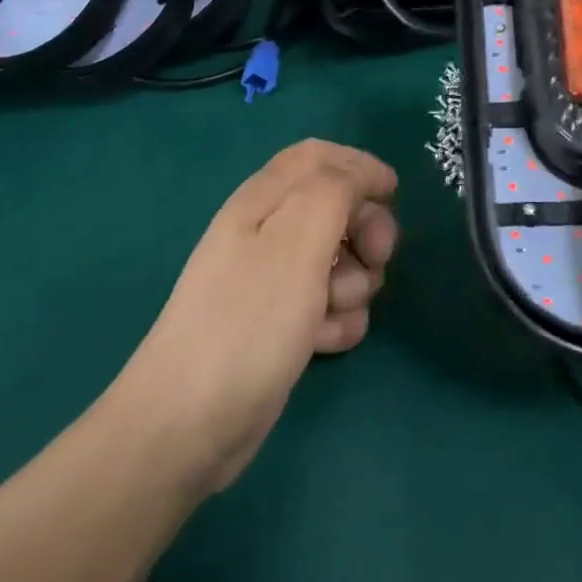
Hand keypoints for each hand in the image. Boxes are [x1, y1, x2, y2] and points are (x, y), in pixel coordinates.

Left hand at [116, 140, 398, 492]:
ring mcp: (272, 282)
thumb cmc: (248, 320)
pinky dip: (337, 319)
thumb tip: (361, 177)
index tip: (393, 195)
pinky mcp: (279, 325)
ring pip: (339, 260)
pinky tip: (326, 341)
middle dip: (366, 228)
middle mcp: (266, 233)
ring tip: (337, 310)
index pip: (318, 156)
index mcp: (263, 200)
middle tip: (378, 257)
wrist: (188, 425)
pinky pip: (327, 305)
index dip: (359, 166)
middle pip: (336, 206)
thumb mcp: (298, 239)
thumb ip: (334, 190)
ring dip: (355, 281)